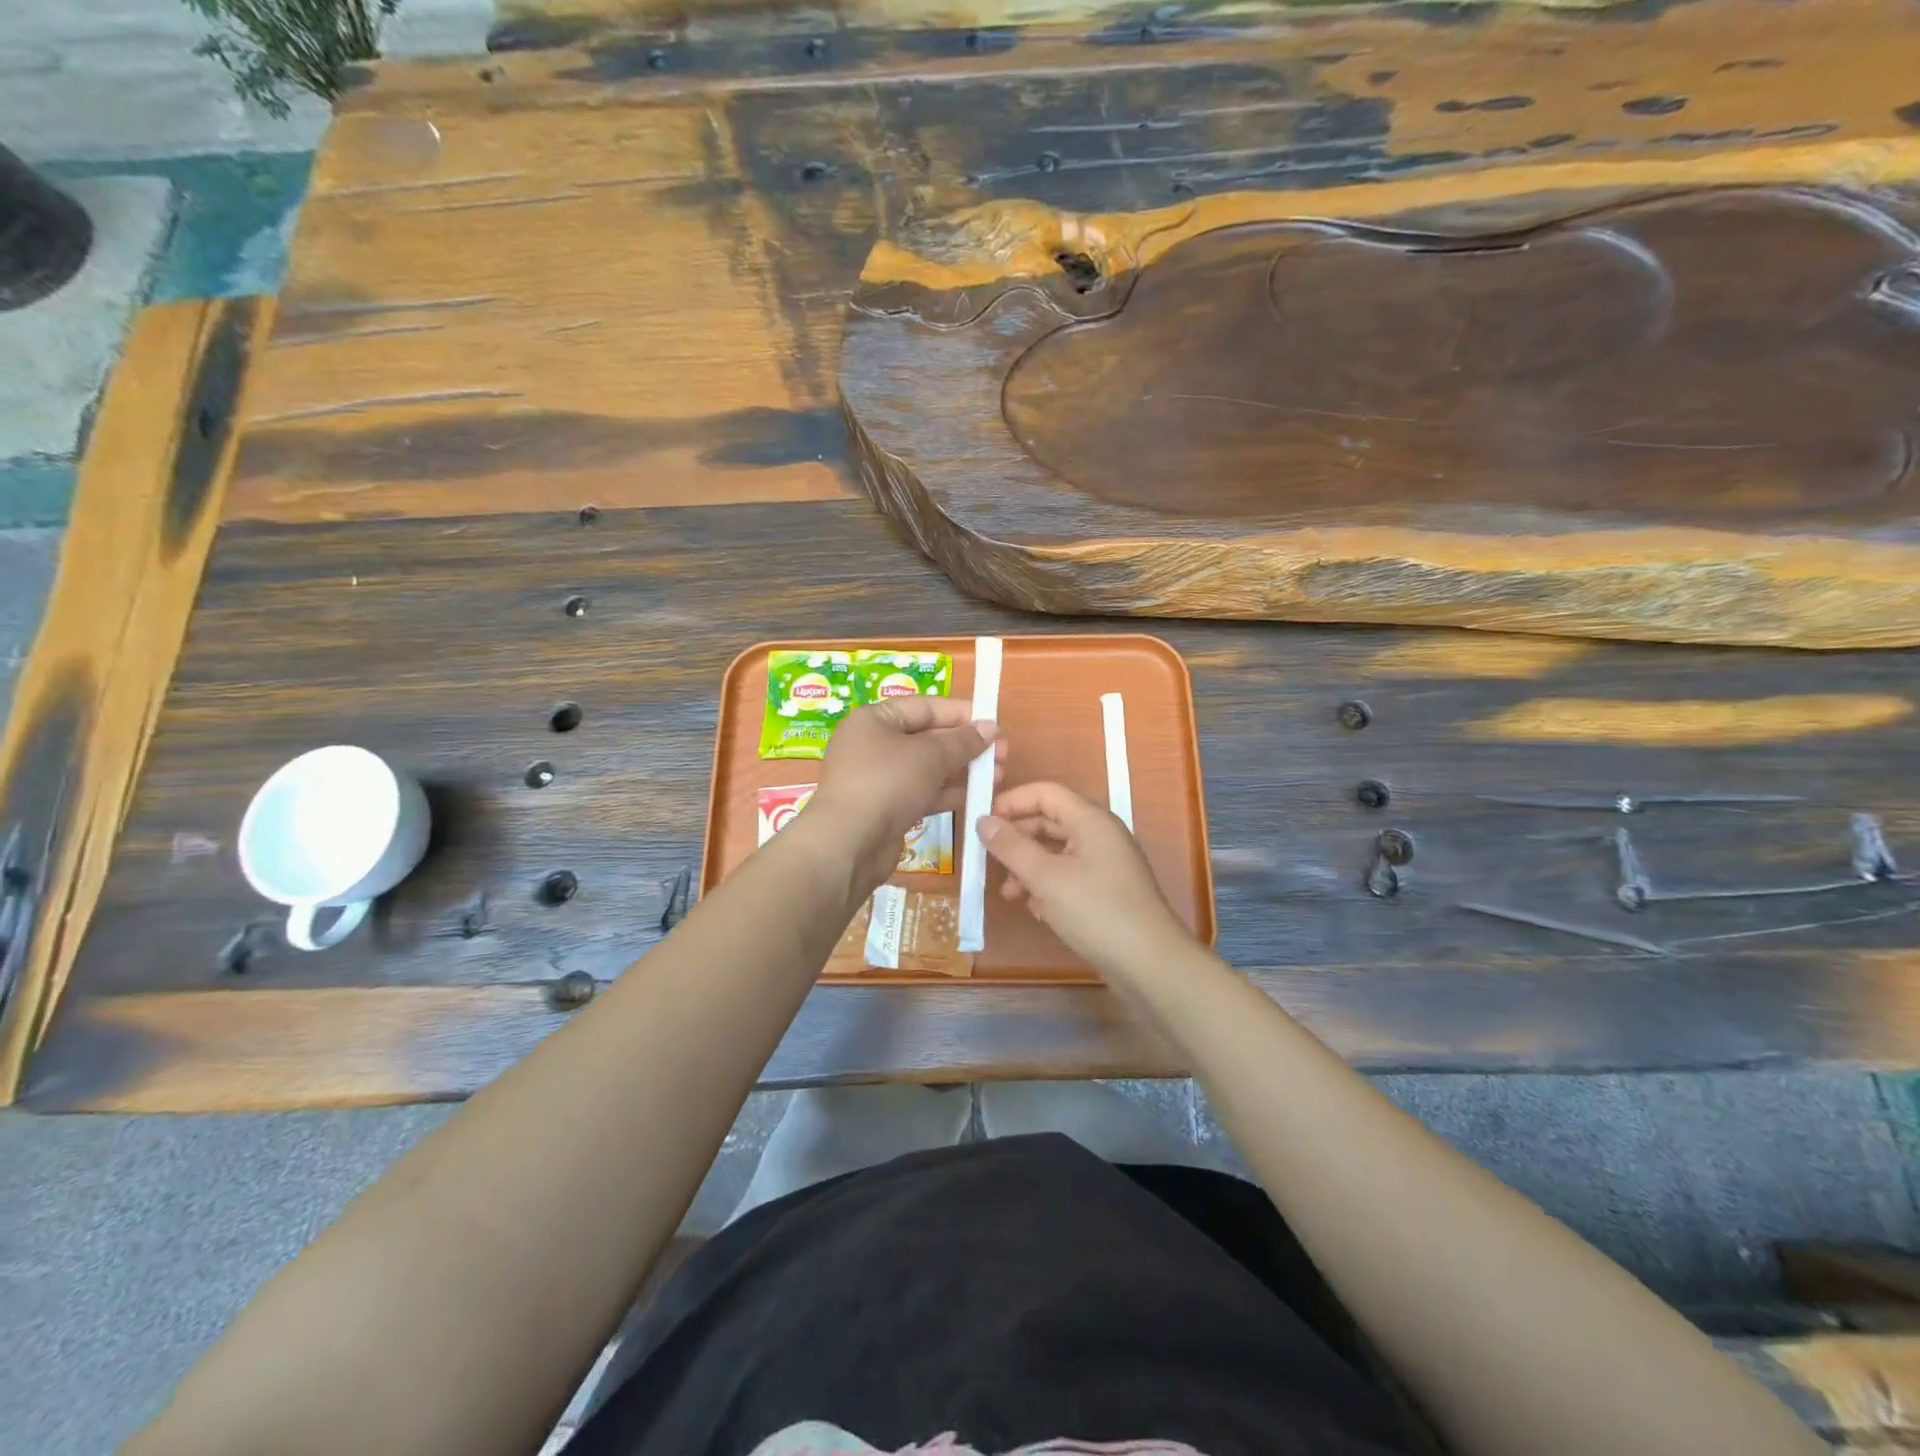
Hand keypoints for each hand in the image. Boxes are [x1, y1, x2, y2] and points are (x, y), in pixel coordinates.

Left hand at [806, 697, 1003, 892]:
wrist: (848, 844)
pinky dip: (948, 793)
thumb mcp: (930, 755)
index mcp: (874, 720)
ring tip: (998, 776)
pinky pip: (923, 793)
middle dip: (966, 745)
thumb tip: (990, 728)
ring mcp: (879, 779)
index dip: (961, 713)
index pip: (924, 707)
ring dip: (962, 771)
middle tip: (1003, 754)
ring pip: (928, 768)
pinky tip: (976, 797)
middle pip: (928, 738)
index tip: (994, 723)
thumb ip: (963, 740)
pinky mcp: (886, 809)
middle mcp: (874, 745)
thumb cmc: (887, 783)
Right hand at [979, 781, 1190, 977]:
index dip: (1012, 801)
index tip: (983, 822)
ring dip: (1029, 867)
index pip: (1045, 792)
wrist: (1149, 962)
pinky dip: (1048, 885)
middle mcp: (1100, 834)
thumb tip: (983, 821)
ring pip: (1057, 852)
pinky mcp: (1106, 890)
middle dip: (1017, 839)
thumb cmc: (1096, 910)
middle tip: (988, 859)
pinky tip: (1036, 910)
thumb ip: (1011, 847)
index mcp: (1090, 819)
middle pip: (1050, 821)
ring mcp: (1105, 863)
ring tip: (1009, 893)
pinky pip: (1069, 875)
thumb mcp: (1046, 877)